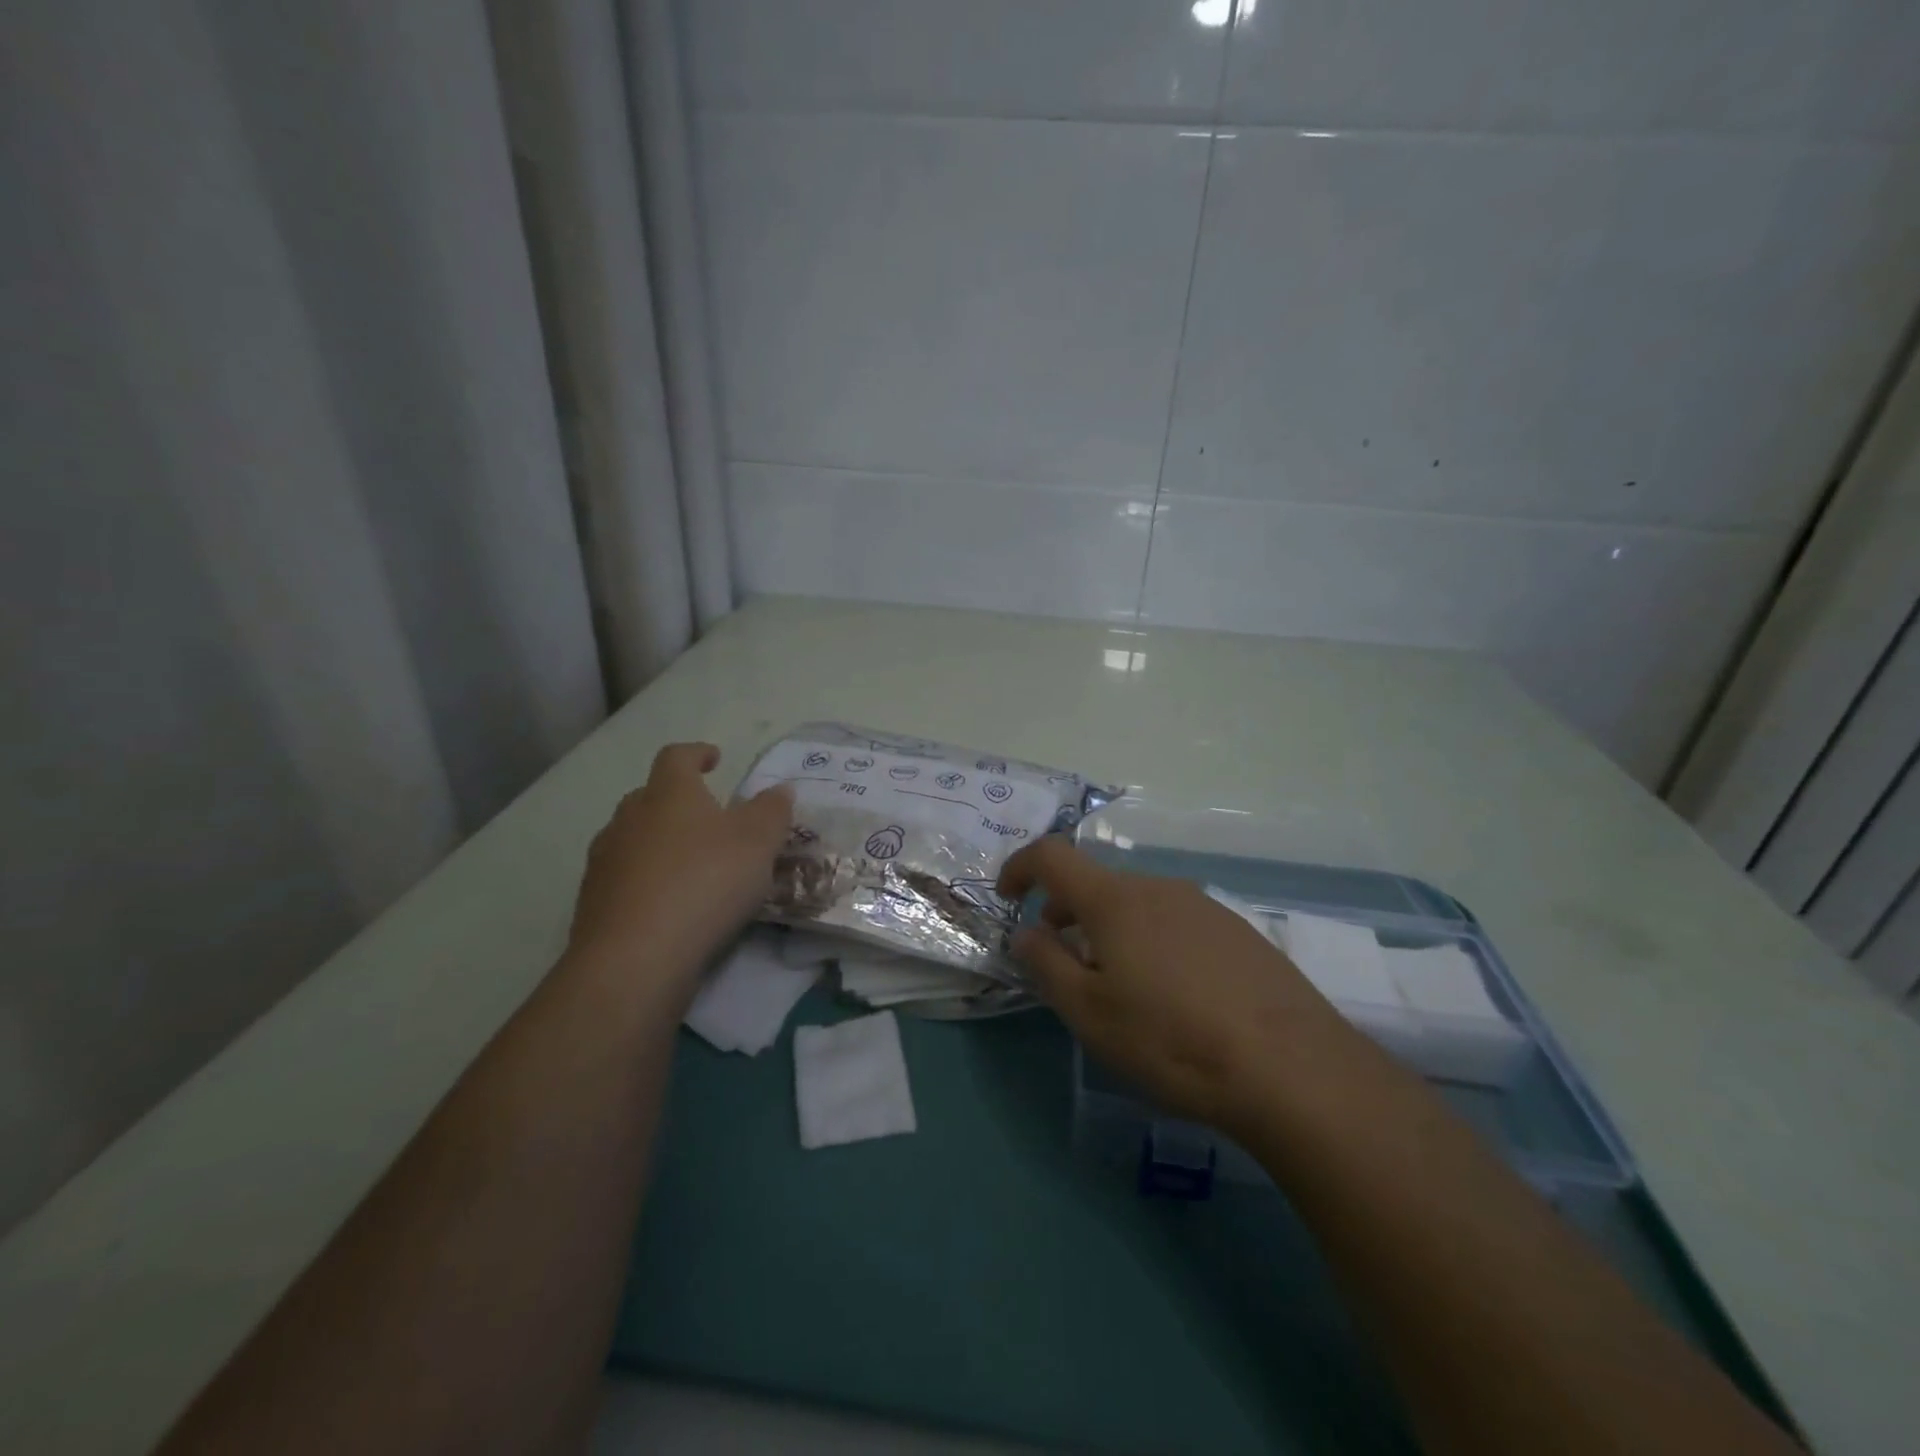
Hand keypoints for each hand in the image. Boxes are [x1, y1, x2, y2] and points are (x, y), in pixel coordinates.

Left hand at [567, 742, 792, 1004]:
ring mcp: (605, 860)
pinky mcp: (593, 903)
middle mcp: (629, 818)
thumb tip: (779, 790)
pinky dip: (644, 881)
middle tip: (706, 817)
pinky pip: (623, 878)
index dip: (697, 754)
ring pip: (632, 838)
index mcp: (668, 793)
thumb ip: (771, 811)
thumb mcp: (758, 842)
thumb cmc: (705, 882)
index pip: (677, 757)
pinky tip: (667, 904)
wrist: (636, 957)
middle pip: (649, 796)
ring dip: (658, 842)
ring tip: (688, 863)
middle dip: (676, 801)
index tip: (714, 759)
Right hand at [998, 837, 1347, 1135]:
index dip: (1021, 868)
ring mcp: (1204, 906)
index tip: (1009, 898)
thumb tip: (1026, 932)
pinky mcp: (1239, 931)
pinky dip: (1152, 942)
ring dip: (1110, 930)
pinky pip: (1176, 923)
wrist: (1292, 1067)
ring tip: (1120, 986)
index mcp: (1115, 900)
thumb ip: (1046, 964)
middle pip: (1097, 884)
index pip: (1052, 856)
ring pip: (1138, 905)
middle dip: (1067, 913)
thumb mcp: (1090, 1013)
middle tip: (1064, 963)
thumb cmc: (1172, 1039)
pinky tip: (1174, 996)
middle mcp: (1159, 888)